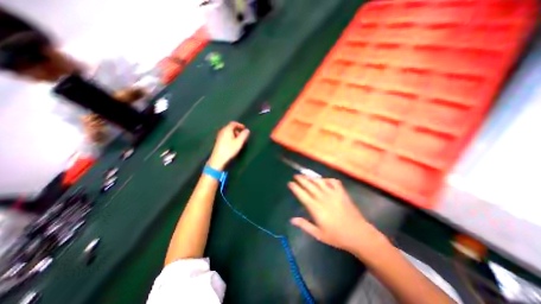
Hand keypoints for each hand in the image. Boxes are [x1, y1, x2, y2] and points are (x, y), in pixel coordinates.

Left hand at [207, 121, 250, 170]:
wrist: (218, 159)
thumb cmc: (229, 150)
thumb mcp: (239, 142)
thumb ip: (244, 135)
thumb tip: (247, 130)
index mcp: (227, 130)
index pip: (233, 123)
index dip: (239, 125)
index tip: (244, 128)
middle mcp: (222, 131)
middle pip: (230, 128)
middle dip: (237, 131)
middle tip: (242, 136)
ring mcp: (219, 137)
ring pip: (228, 133)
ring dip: (234, 135)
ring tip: (238, 141)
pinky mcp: (218, 142)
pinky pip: (226, 136)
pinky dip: (231, 138)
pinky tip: (233, 144)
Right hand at [287, 175, 383, 253]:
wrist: (358, 235)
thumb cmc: (337, 236)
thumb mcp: (318, 234)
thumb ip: (304, 225)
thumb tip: (292, 220)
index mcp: (316, 208)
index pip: (302, 194)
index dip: (295, 188)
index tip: (290, 183)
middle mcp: (322, 198)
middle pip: (309, 185)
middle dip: (301, 179)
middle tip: (296, 175)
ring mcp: (333, 194)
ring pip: (319, 182)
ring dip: (311, 177)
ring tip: (306, 175)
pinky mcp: (342, 193)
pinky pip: (334, 182)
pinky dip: (328, 179)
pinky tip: (324, 180)